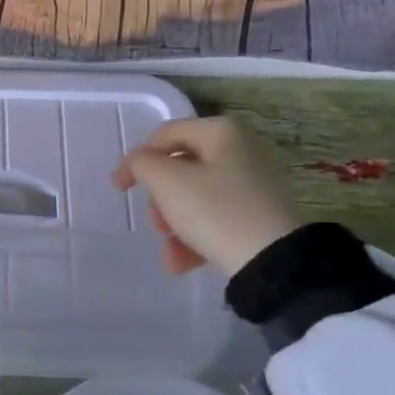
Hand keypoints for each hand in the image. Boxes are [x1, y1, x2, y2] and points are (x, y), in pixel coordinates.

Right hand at [112, 115, 302, 277]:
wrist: (274, 262)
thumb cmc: (215, 211)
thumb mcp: (167, 182)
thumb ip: (142, 163)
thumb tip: (139, 164)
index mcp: (221, 131)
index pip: (164, 135)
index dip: (135, 160)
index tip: (119, 188)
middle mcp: (241, 149)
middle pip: (180, 169)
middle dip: (160, 201)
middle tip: (156, 225)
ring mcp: (254, 183)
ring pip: (195, 197)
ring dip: (174, 225)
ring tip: (171, 255)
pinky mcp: (260, 213)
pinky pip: (216, 217)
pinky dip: (195, 237)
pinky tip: (183, 263)